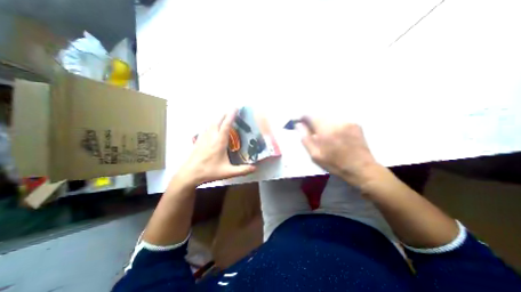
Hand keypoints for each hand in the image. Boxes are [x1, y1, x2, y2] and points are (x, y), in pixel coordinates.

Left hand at [175, 107, 255, 186]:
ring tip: (224, 116)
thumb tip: (255, 167)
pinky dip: (212, 123)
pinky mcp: (199, 140)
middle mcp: (211, 136)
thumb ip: (242, 170)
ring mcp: (203, 137)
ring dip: (218, 117)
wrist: (189, 174)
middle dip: (225, 113)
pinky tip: (213, 126)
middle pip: (217, 120)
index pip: (226, 125)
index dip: (231, 115)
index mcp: (219, 142)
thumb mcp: (228, 172)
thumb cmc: (209, 171)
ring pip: (211, 123)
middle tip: (232, 110)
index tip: (236, 107)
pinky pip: (206, 127)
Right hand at [300, 115, 381, 186]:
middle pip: (319, 115)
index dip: (303, 118)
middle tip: (314, 133)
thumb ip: (305, 138)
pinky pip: (338, 120)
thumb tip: (299, 125)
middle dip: (314, 122)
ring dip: (324, 124)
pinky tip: (336, 136)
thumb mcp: (315, 155)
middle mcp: (336, 122)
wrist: (361, 168)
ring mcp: (347, 122)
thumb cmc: (335, 164)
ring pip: (329, 118)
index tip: (301, 124)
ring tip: (326, 136)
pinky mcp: (354, 124)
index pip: (309, 115)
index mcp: (325, 130)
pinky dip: (333, 125)